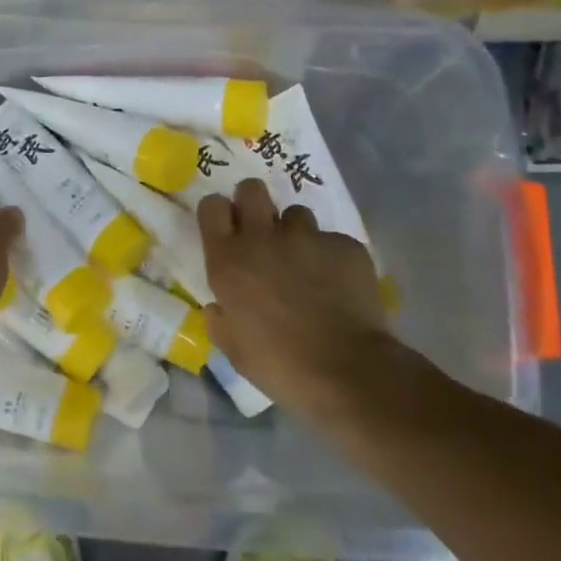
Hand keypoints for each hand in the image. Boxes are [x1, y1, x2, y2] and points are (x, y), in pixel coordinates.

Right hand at [198, 177, 403, 424]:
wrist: (348, 371)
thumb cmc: (279, 365)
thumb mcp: (233, 349)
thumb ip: (220, 320)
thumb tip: (219, 307)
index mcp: (228, 260)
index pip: (212, 206)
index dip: (218, 213)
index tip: (225, 228)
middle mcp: (263, 238)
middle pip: (252, 189)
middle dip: (254, 203)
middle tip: (262, 231)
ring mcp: (308, 238)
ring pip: (297, 214)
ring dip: (296, 233)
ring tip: (306, 263)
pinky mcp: (346, 246)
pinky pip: (333, 241)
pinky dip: (332, 258)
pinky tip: (339, 285)